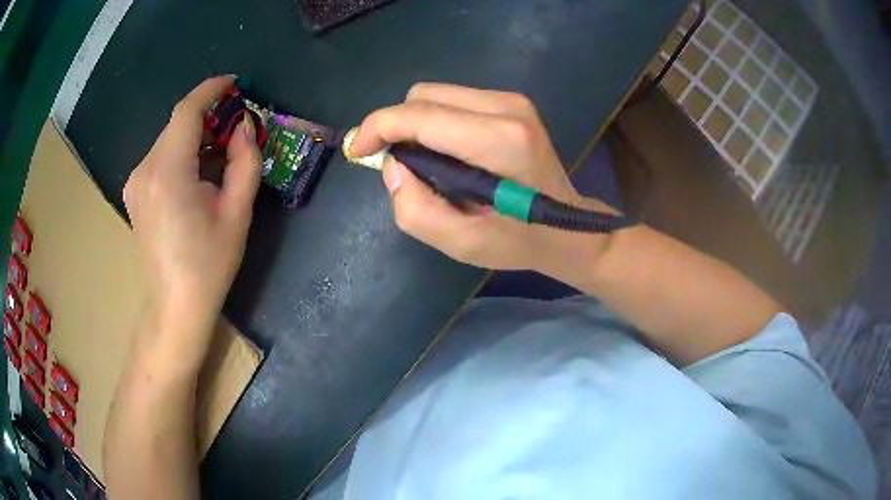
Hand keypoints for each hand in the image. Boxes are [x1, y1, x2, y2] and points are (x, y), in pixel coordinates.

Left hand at [124, 76, 261, 345]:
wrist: (177, 303)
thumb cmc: (210, 263)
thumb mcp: (238, 212)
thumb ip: (245, 160)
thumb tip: (244, 127)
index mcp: (168, 172)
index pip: (186, 112)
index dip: (211, 90)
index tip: (233, 83)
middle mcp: (144, 170)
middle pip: (177, 124)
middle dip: (208, 115)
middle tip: (236, 126)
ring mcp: (135, 181)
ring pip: (168, 139)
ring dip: (195, 136)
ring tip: (220, 154)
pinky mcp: (134, 191)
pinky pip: (160, 156)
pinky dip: (182, 152)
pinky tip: (197, 173)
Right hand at [349, 83, 611, 273]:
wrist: (570, 228)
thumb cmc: (519, 241)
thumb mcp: (462, 244)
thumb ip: (415, 209)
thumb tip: (393, 166)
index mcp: (498, 140)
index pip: (419, 115)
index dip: (378, 127)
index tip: (359, 151)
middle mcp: (506, 107)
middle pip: (423, 96)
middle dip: (397, 126)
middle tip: (398, 165)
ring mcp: (511, 100)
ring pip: (435, 94)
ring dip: (416, 125)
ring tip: (424, 163)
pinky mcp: (512, 102)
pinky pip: (453, 100)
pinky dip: (436, 122)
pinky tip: (446, 152)